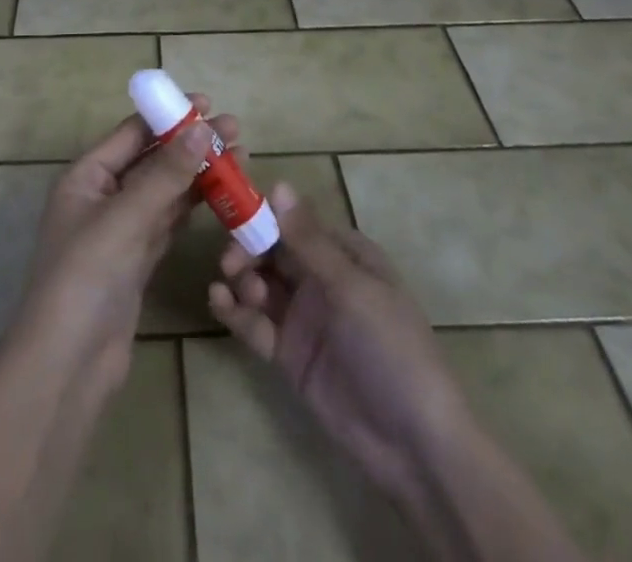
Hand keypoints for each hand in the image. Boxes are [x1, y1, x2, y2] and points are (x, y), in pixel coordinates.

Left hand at [9, 97, 235, 394]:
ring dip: (198, 175)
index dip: (169, 117)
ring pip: (164, 192)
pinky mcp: (137, 262)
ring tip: (239, 157)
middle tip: (236, 131)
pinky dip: (194, 208)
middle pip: (152, 160)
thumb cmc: (84, 278)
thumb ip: (165, 174)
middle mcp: (102, 197)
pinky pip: (169, 223)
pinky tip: (221, 196)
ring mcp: (120, 231)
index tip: (208, 103)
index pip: (131, 134)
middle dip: (191, 145)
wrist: (66, 367)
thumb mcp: (125, 219)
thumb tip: (201, 128)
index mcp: (86, 177)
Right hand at [208, 182, 470, 506]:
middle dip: (247, 249)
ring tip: (245, 294)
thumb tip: (278, 185)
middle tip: (231, 263)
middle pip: (272, 249)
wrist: (413, 445)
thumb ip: (308, 240)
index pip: (296, 221)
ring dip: (243, 279)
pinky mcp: (289, 353)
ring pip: (260, 283)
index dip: (264, 215)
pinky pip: (255, 323)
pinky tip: (218, 302)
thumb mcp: (352, 289)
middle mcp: (321, 278)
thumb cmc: (391, 348)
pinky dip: (234, 310)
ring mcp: (304, 316)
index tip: (234, 213)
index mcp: (345, 254)